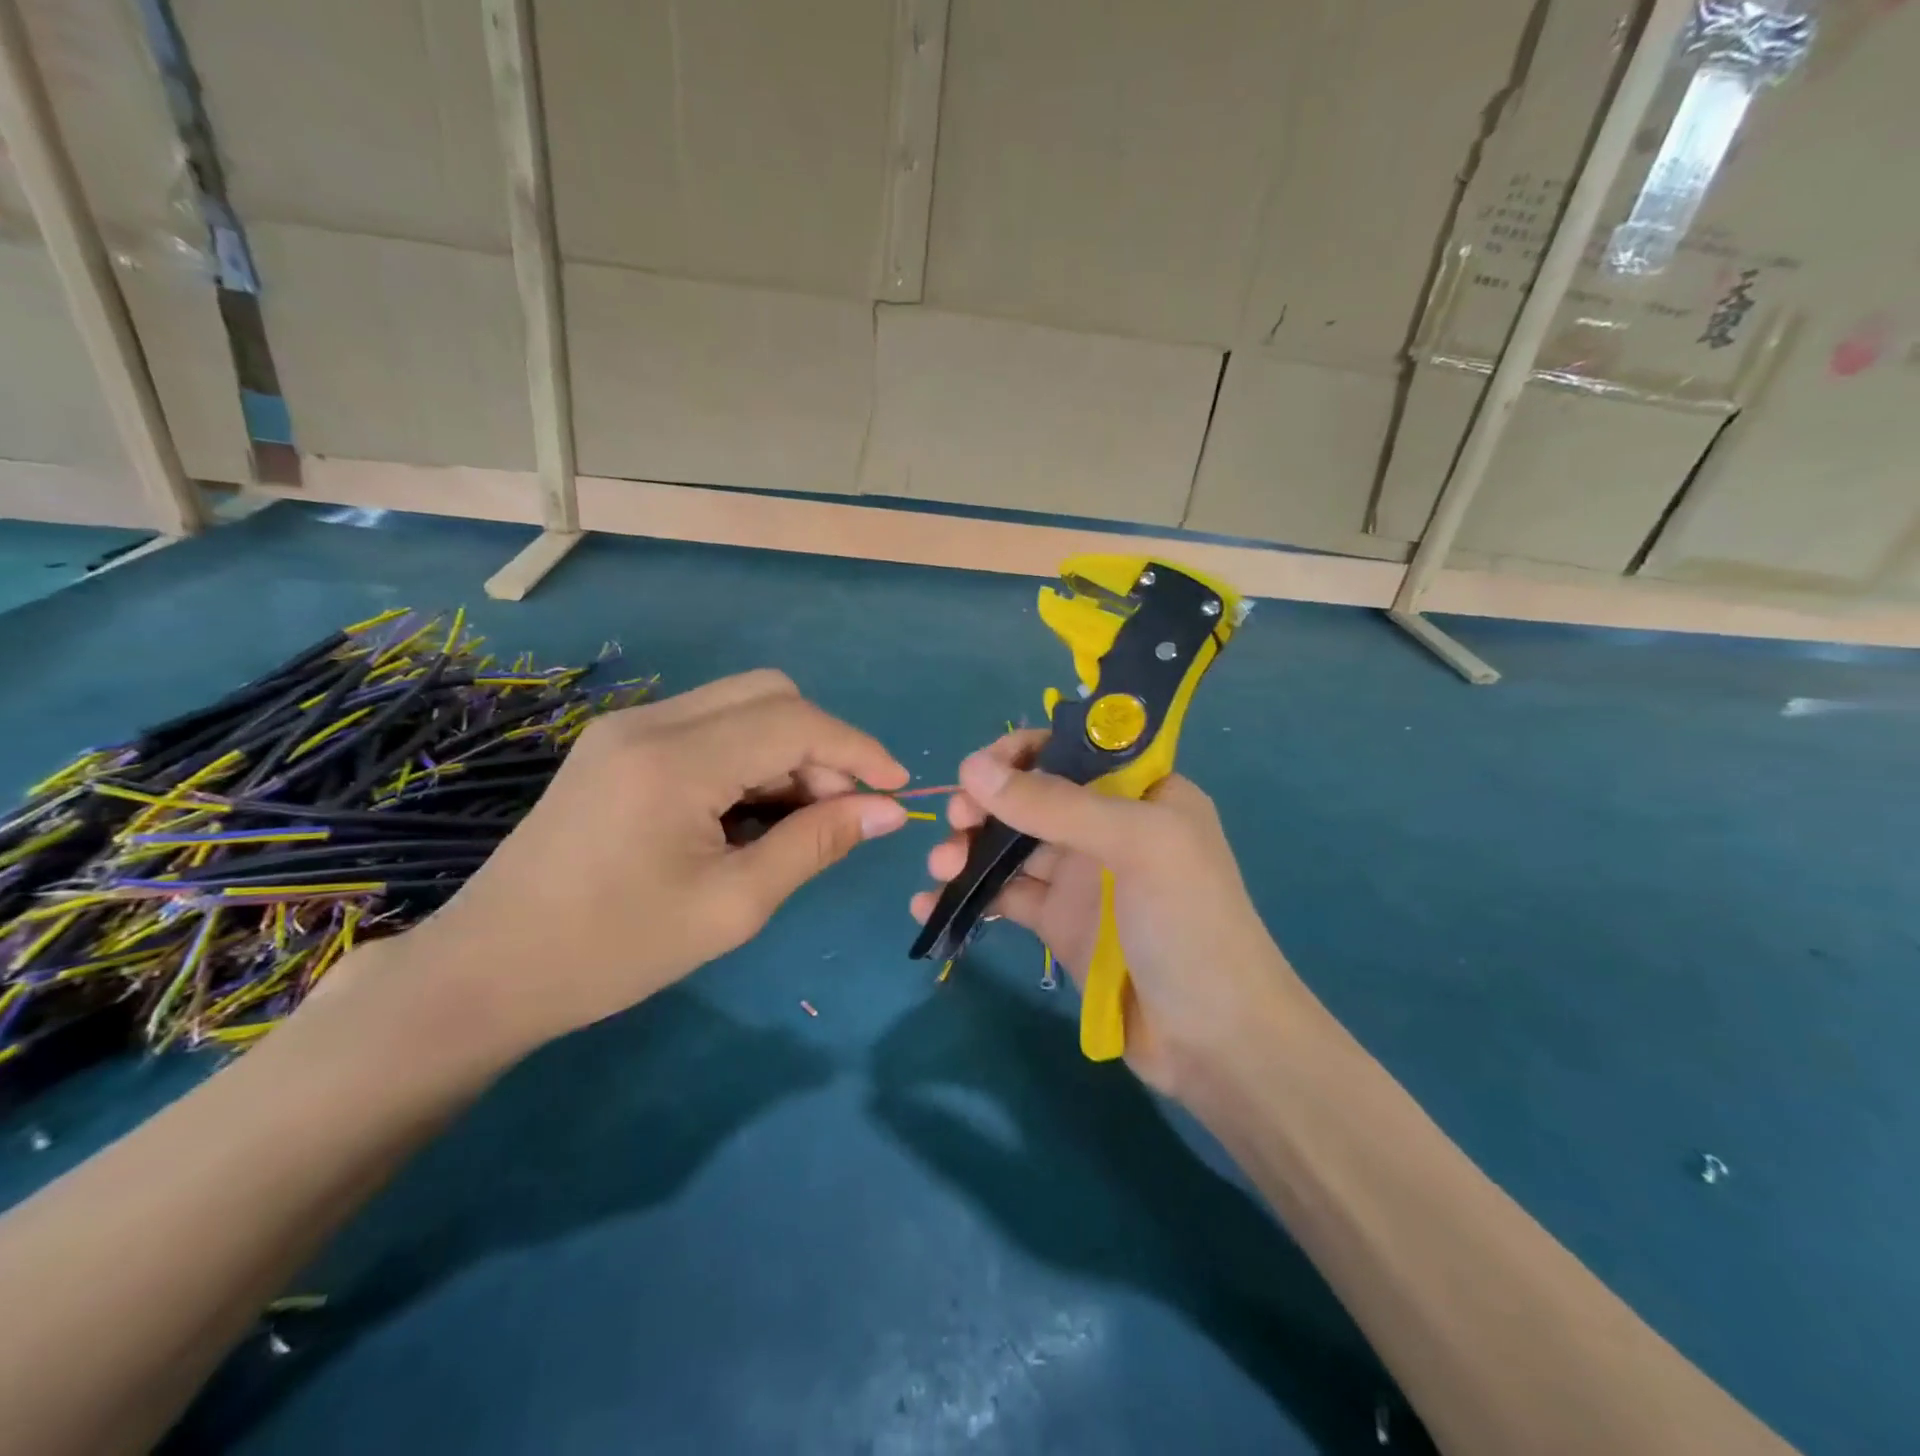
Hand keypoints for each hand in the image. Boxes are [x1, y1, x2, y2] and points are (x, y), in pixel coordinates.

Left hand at [413, 670, 908, 1054]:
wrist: (487, 971)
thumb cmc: (613, 950)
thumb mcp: (732, 905)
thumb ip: (815, 844)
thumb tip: (886, 811)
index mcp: (675, 759)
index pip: (795, 722)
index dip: (858, 749)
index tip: (897, 789)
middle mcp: (651, 721)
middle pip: (770, 694)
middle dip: (823, 744)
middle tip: (842, 810)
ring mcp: (627, 728)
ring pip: (740, 706)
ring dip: (787, 751)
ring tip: (800, 820)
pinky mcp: (617, 745)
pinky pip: (708, 728)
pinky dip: (748, 758)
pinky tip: (750, 813)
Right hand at [911, 731, 1299, 1096]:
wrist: (1215, 1039)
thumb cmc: (1188, 923)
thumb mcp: (1134, 845)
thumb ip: (1055, 804)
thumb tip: (972, 767)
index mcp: (1140, 792)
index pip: (1072, 749)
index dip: (1021, 752)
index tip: (979, 771)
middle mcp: (1108, 826)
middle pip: (1031, 796)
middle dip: (986, 802)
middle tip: (956, 820)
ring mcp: (1081, 877)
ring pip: (1010, 846)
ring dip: (968, 848)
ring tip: (939, 866)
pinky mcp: (1058, 923)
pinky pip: (1004, 896)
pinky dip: (968, 895)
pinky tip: (929, 903)